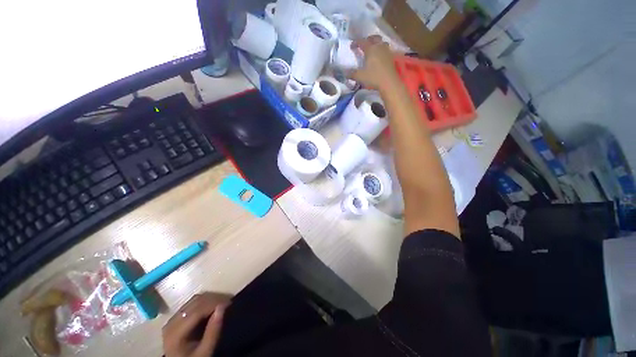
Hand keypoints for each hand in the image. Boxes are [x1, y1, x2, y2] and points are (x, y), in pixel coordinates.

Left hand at [163, 293, 231, 356]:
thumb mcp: (204, 352)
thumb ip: (213, 331)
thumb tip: (223, 306)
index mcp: (175, 333)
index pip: (197, 311)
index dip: (214, 304)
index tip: (230, 302)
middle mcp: (171, 322)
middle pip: (195, 302)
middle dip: (214, 299)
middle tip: (229, 300)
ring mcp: (172, 318)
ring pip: (194, 300)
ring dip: (210, 298)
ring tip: (222, 302)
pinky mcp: (176, 317)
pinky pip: (192, 303)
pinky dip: (204, 301)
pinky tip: (213, 305)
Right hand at [351, 35, 400, 91]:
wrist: (389, 82)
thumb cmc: (373, 77)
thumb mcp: (360, 76)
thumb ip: (352, 74)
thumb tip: (345, 73)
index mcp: (370, 49)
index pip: (362, 41)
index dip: (356, 43)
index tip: (351, 46)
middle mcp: (379, 46)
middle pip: (374, 38)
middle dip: (368, 39)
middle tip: (364, 44)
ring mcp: (386, 51)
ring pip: (382, 42)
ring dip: (377, 44)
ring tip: (373, 50)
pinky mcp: (391, 57)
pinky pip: (386, 50)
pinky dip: (381, 51)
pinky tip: (379, 57)